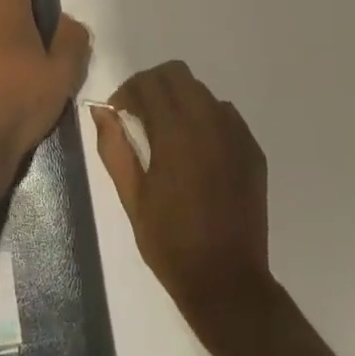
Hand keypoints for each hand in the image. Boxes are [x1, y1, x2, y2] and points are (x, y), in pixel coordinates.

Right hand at [93, 62, 270, 347]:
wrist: (226, 281)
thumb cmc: (170, 242)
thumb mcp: (131, 197)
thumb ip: (114, 147)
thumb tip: (101, 111)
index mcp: (175, 133)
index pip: (149, 82)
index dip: (127, 91)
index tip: (118, 113)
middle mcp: (209, 123)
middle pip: (178, 74)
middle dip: (153, 86)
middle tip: (140, 115)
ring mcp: (236, 135)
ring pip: (203, 93)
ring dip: (180, 101)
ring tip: (168, 134)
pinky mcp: (253, 151)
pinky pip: (226, 115)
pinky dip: (206, 119)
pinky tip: (197, 151)